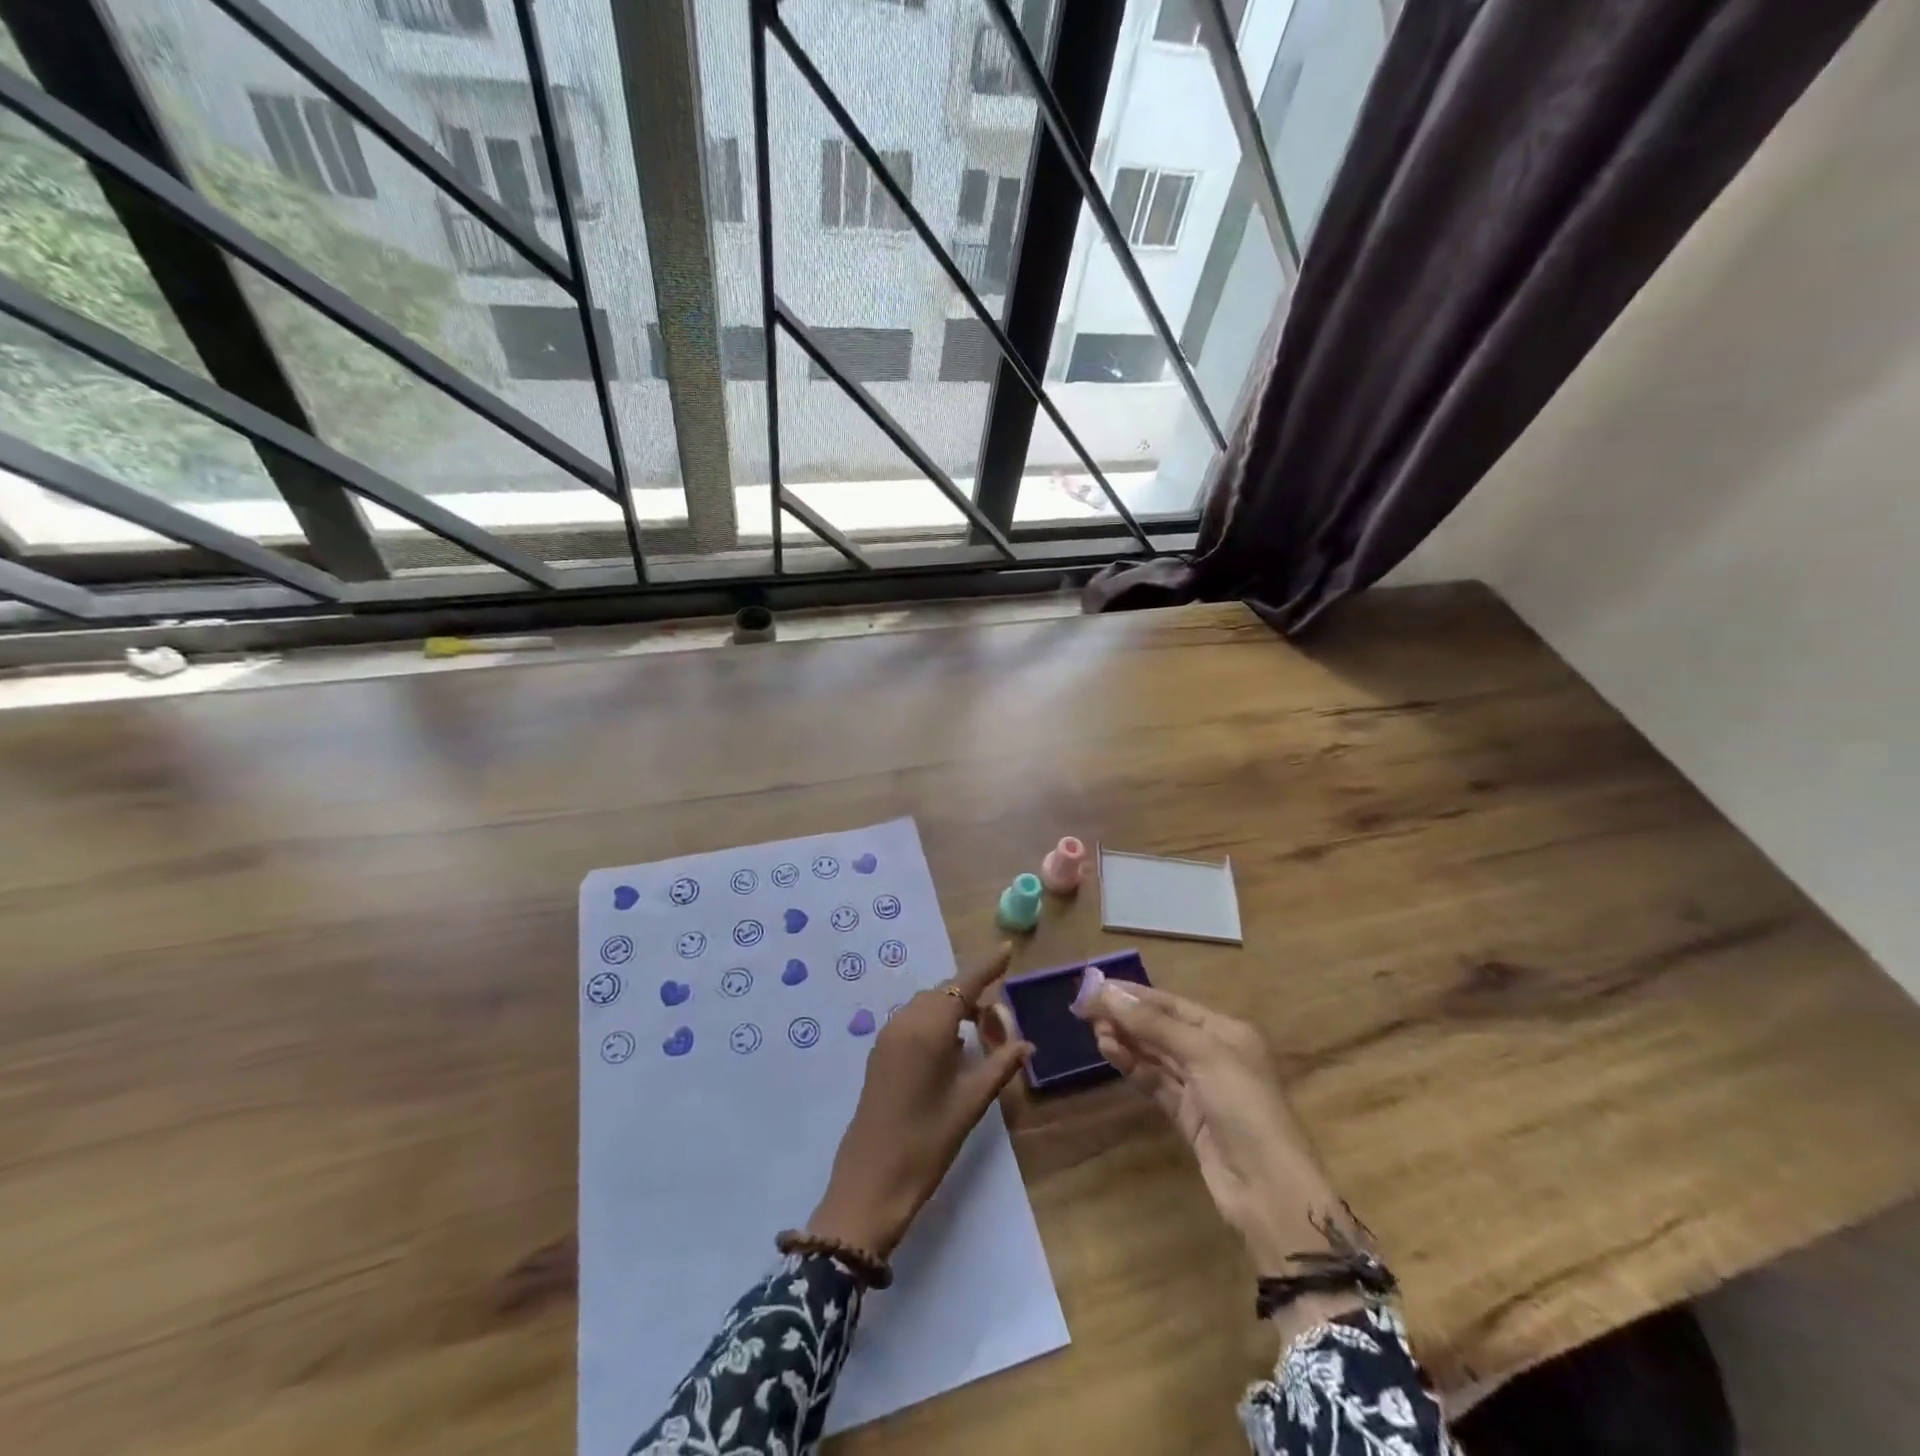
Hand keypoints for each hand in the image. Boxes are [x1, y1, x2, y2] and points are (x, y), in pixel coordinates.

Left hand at [807, 945, 1031, 1258]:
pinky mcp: (880, 1053)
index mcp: (929, 1027)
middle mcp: (905, 1021)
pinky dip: (936, 1022)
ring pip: (928, 1005)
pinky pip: (913, 1021)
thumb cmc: (927, 1141)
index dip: (987, 966)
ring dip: (955, 1010)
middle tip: (1002, 1026)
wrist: (870, 1182)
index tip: (1008, 949)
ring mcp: (888, 1036)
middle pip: (945, 992)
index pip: (963, 983)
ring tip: (981, 1037)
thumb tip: (1025, 1045)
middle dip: (975, 997)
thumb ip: (1000, 1066)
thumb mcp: (971, 1104)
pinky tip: (951, 1050)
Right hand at [1074, 975, 1363, 1276]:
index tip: (1095, 987)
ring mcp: (1201, 1087)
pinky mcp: (1188, 1116)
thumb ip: (1154, 1024)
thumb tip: (1108, 993)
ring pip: (1155, 1055)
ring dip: (1126, 1041)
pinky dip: (1133, 1067)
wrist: (1269, 1191)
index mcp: (1226, 1032)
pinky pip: (1155, 1082)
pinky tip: (1111, 1054)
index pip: (1172, 1004)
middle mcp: (1214, 1054)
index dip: (1134, 995)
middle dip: (1127, 1018)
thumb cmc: (1244, 1107)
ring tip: (1095, 1032)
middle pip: (1162, 1027)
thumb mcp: (1202, 1055)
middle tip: (1086, 1011)